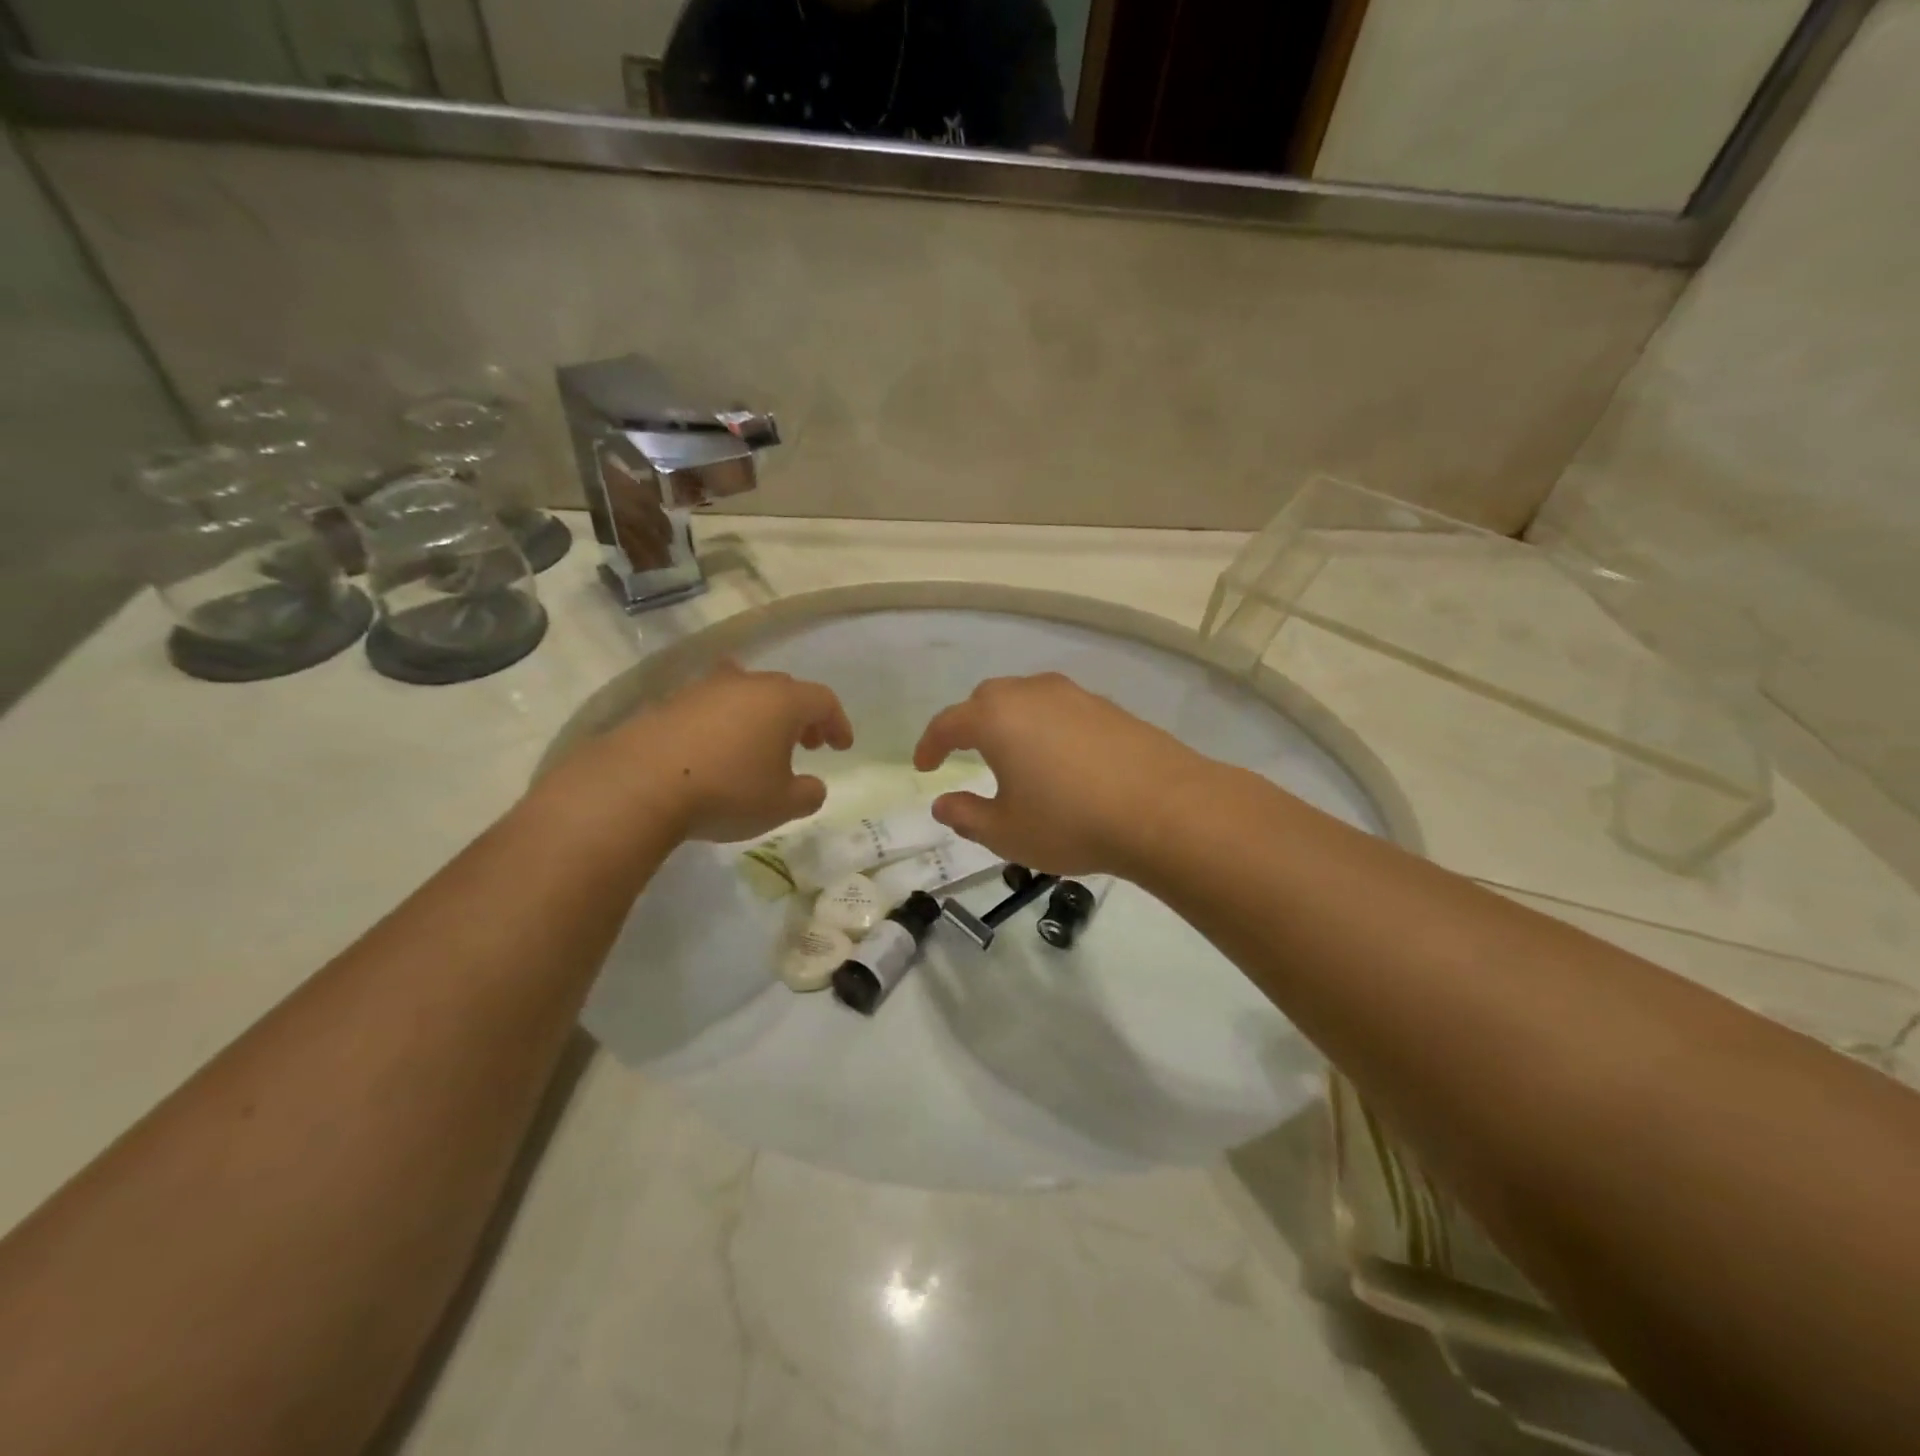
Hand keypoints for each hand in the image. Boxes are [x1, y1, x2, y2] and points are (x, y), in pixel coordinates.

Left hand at [551, 661, 852, 843]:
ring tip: (761, 746)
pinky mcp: (670, 703)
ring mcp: (704, 689)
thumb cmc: (727, 790)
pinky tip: (718, 750)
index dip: (837, 722)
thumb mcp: (781, 805)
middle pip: (785, 691)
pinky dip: (726, 723)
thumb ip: (808, 794)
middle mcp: (746, 684)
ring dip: (762, 716)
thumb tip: (811, 786)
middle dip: (801, 717)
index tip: (841, 746)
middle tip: (807, 743)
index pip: (823, 701)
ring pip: (745, 693)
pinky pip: (712, 706)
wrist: (639, 784)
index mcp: (782, 701)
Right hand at [912, 673, 1204, 876]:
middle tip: (966, 754)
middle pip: (987, 700)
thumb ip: (966, 816)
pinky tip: (1060, 760)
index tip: (924, 767)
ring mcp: (1074, 696)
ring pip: (1027, 700)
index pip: (948, 723)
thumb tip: (943, 804)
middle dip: (970, 725)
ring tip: (1014, 757)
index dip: (930, 745)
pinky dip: (1047, 727)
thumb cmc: (1070, 822)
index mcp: (997, 718)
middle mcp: (1032, 694)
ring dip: (1011, 723)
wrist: (1164, 809)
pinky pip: (1061, 710)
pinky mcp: (1109, 707)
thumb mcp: (1007, 832)